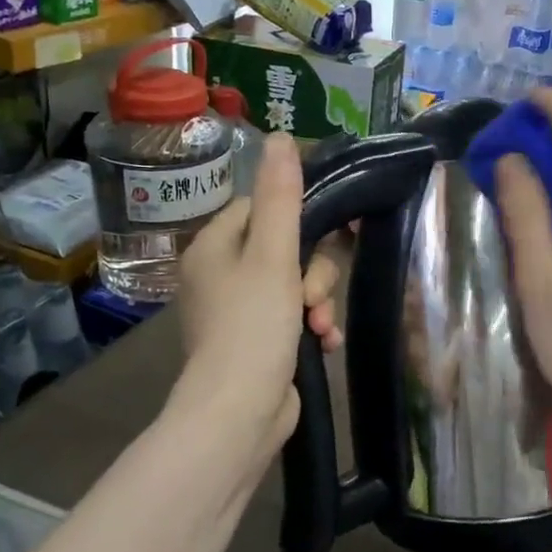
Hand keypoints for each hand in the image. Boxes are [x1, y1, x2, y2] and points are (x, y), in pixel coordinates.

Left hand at [174, 134, 344, 462]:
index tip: (335, 227)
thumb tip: (281, 136)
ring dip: (318, 302)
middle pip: (287, 247)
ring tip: (319, 327)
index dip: (301, 214)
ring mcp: (240, 310)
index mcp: (216, 246)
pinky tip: (325, 342)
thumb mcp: (273, 255)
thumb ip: (281, 197)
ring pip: (297, 284)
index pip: (263, 206)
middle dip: (313, 272)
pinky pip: (295, 316)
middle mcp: (223, 274)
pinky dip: (312, 327)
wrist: (238, 414)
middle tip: (311, 295)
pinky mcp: (259, 341)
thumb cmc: (252, 327)